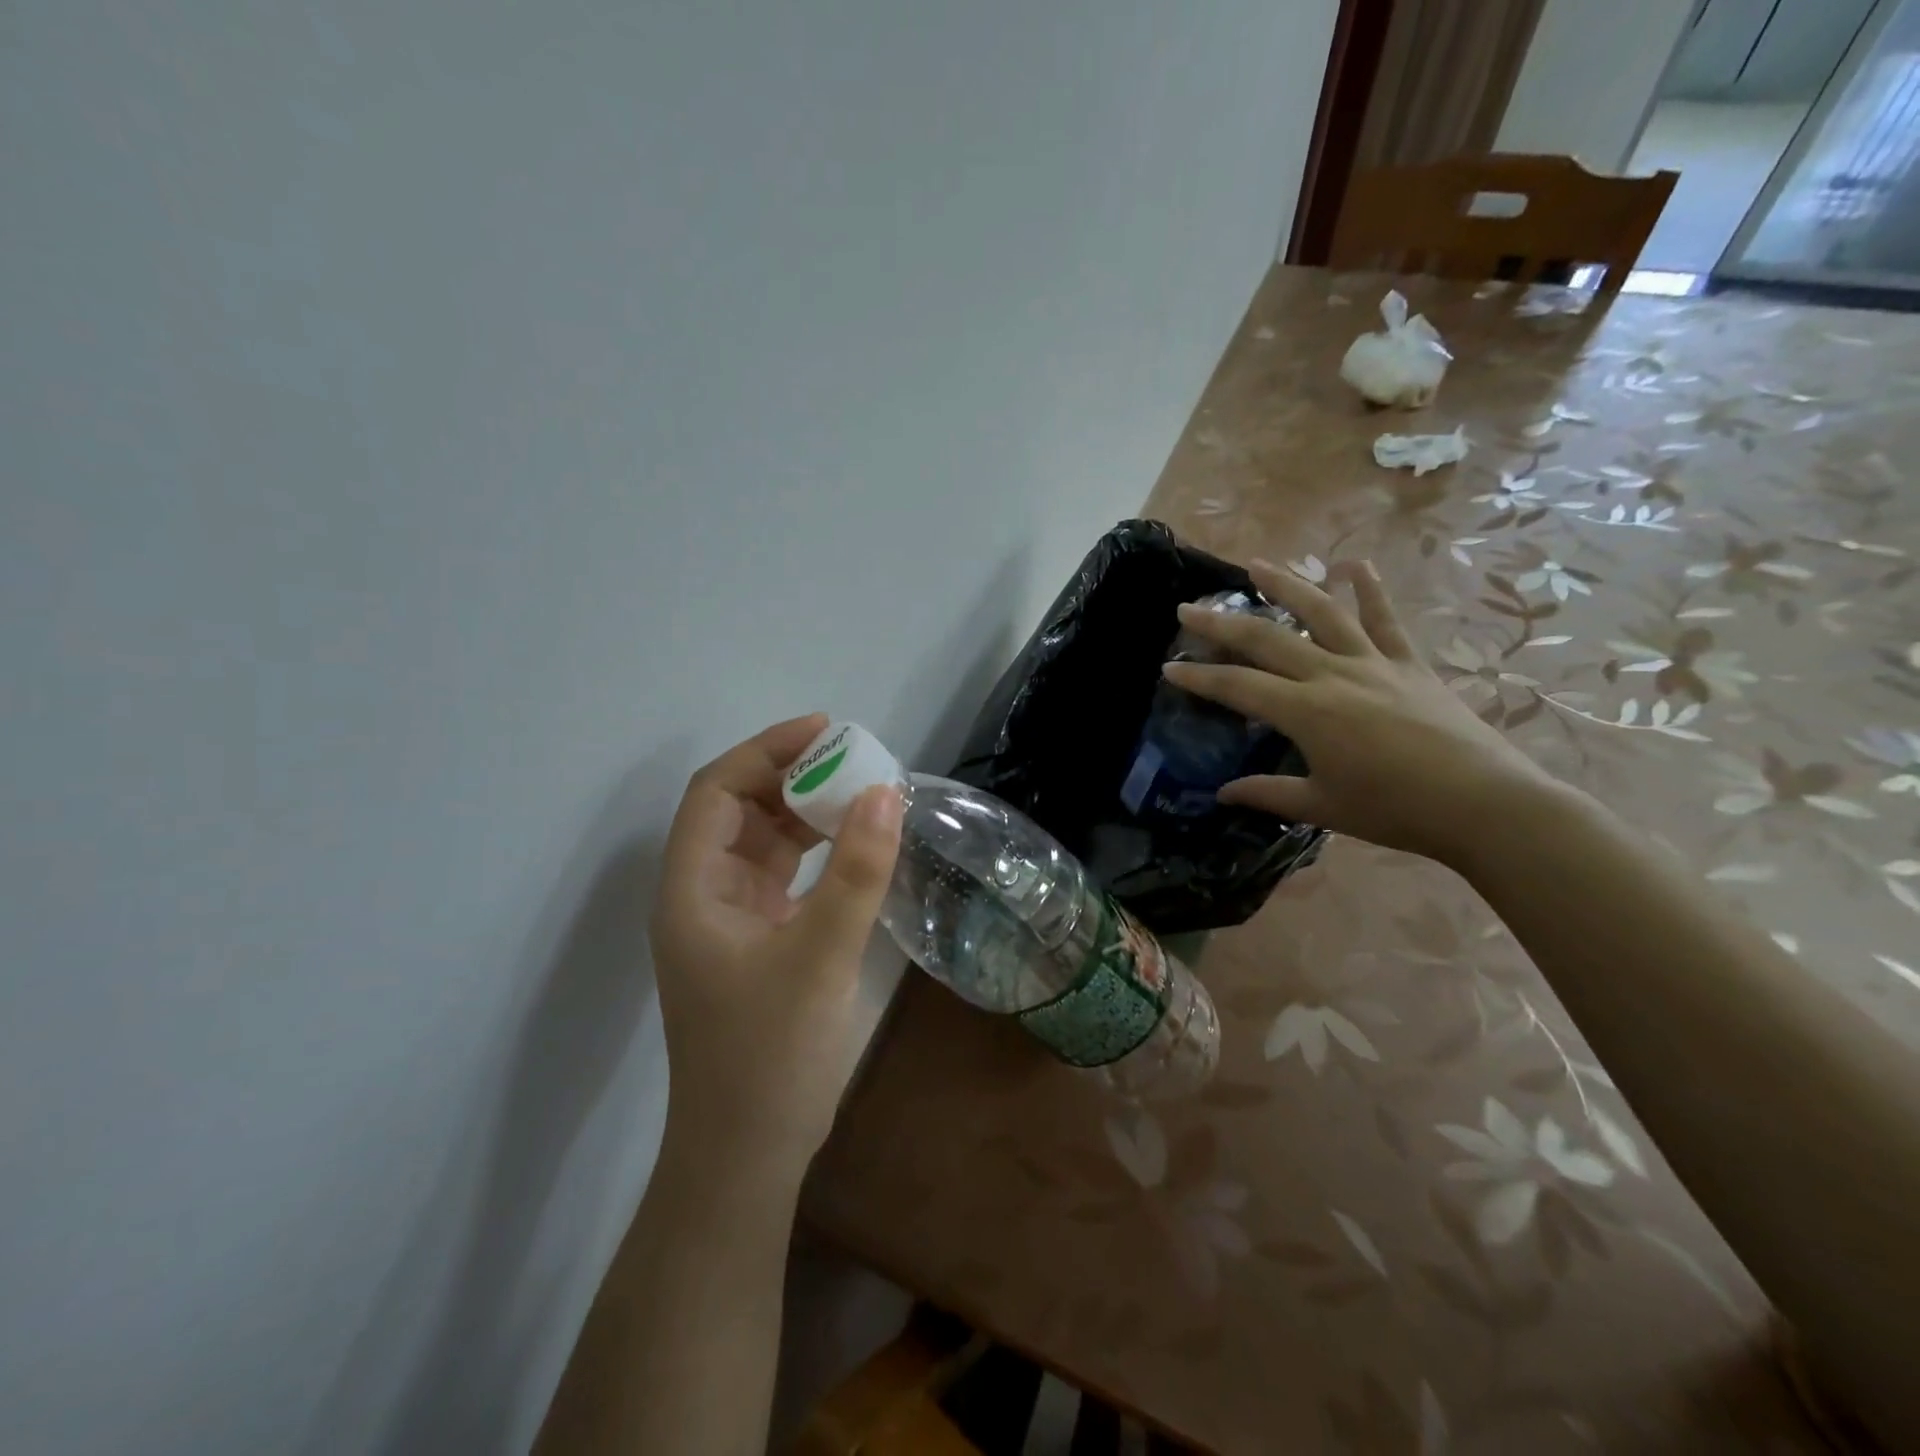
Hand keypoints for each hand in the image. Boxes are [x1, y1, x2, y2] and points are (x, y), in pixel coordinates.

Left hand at [650, 714, 902, 1178]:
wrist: (748, 1156)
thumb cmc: (769, 1057)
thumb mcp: (819, 958)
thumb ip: (854, 874)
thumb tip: (885, 793)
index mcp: (693, 889)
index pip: (716, 792)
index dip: (765, 751)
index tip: (825, 731)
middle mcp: (704, 894)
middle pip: (739, 810)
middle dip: (792, 777)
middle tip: (855, 760)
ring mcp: (731, 919)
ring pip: (764, 842)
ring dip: (807, 813)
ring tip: (863, 793)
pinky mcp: (759, 941)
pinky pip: (786, 875)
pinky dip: (817, 851)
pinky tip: (856, 846)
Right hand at [1164, 560, 1556, 864]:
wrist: (1483, 804)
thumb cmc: (1394, 810)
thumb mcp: (1322, 807)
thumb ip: (1268, 794)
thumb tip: (1223, 794)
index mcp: (1306, 712)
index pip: (1238, 687)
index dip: (1200, 677)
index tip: (1170, 667)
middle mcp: (1332, 675)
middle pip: (1267, 640)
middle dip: (1222, 624)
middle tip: (1188, 608)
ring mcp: (1374, 663)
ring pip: (1321, 613)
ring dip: (1286, 586)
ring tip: (1256, 566)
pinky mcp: (1409, 663)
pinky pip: (1385, 619)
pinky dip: (1370, 590)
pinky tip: (1353, 564)